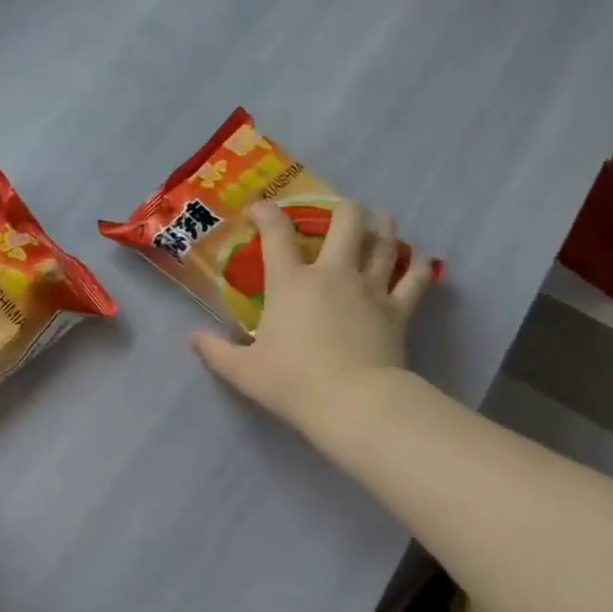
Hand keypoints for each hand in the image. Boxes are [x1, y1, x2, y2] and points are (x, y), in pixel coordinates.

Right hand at [192, 199, 434, 439]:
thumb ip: (215, 351)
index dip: (266, 213)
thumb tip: (193, 337)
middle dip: (343, 208)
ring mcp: (371, 288)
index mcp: (292, 282)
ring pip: (384, 242)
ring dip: (383, 226)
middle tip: (340, 211)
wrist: (352, 403)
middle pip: (346, 221)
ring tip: (381, 221)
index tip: (259, 209)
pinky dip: (419, 264)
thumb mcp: (242, 370)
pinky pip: (416, 278)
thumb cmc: (293, 382)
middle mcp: (333, 273)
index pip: (276, 234)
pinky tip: (419, 258)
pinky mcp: (399, 309)